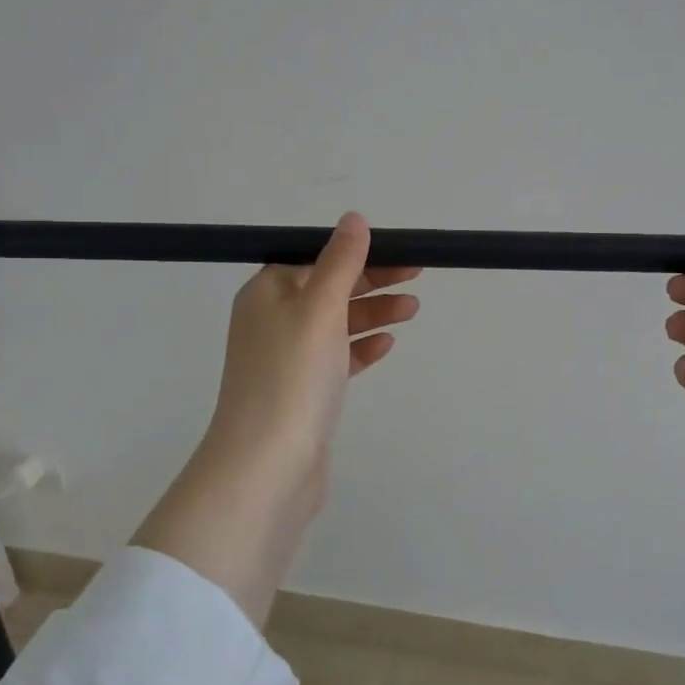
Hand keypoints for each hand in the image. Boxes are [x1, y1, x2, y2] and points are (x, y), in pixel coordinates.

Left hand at [203, 212, 421, 510]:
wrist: (268, 465)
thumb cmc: (292, 376)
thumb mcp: (319, 308)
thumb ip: (340, 262)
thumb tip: (353, 220)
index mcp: (267, 293)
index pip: (315, 257)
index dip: (356, 251)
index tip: (397, 250)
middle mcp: (272, 321)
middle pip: (328, 288)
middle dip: (372, 280)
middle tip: (417, 273)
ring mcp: (287, 359)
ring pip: (336, 323)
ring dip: (373, 312)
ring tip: (413, 308)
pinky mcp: (303, 391)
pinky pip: (336, 358)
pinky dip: (361, 347)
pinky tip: (387, 343)